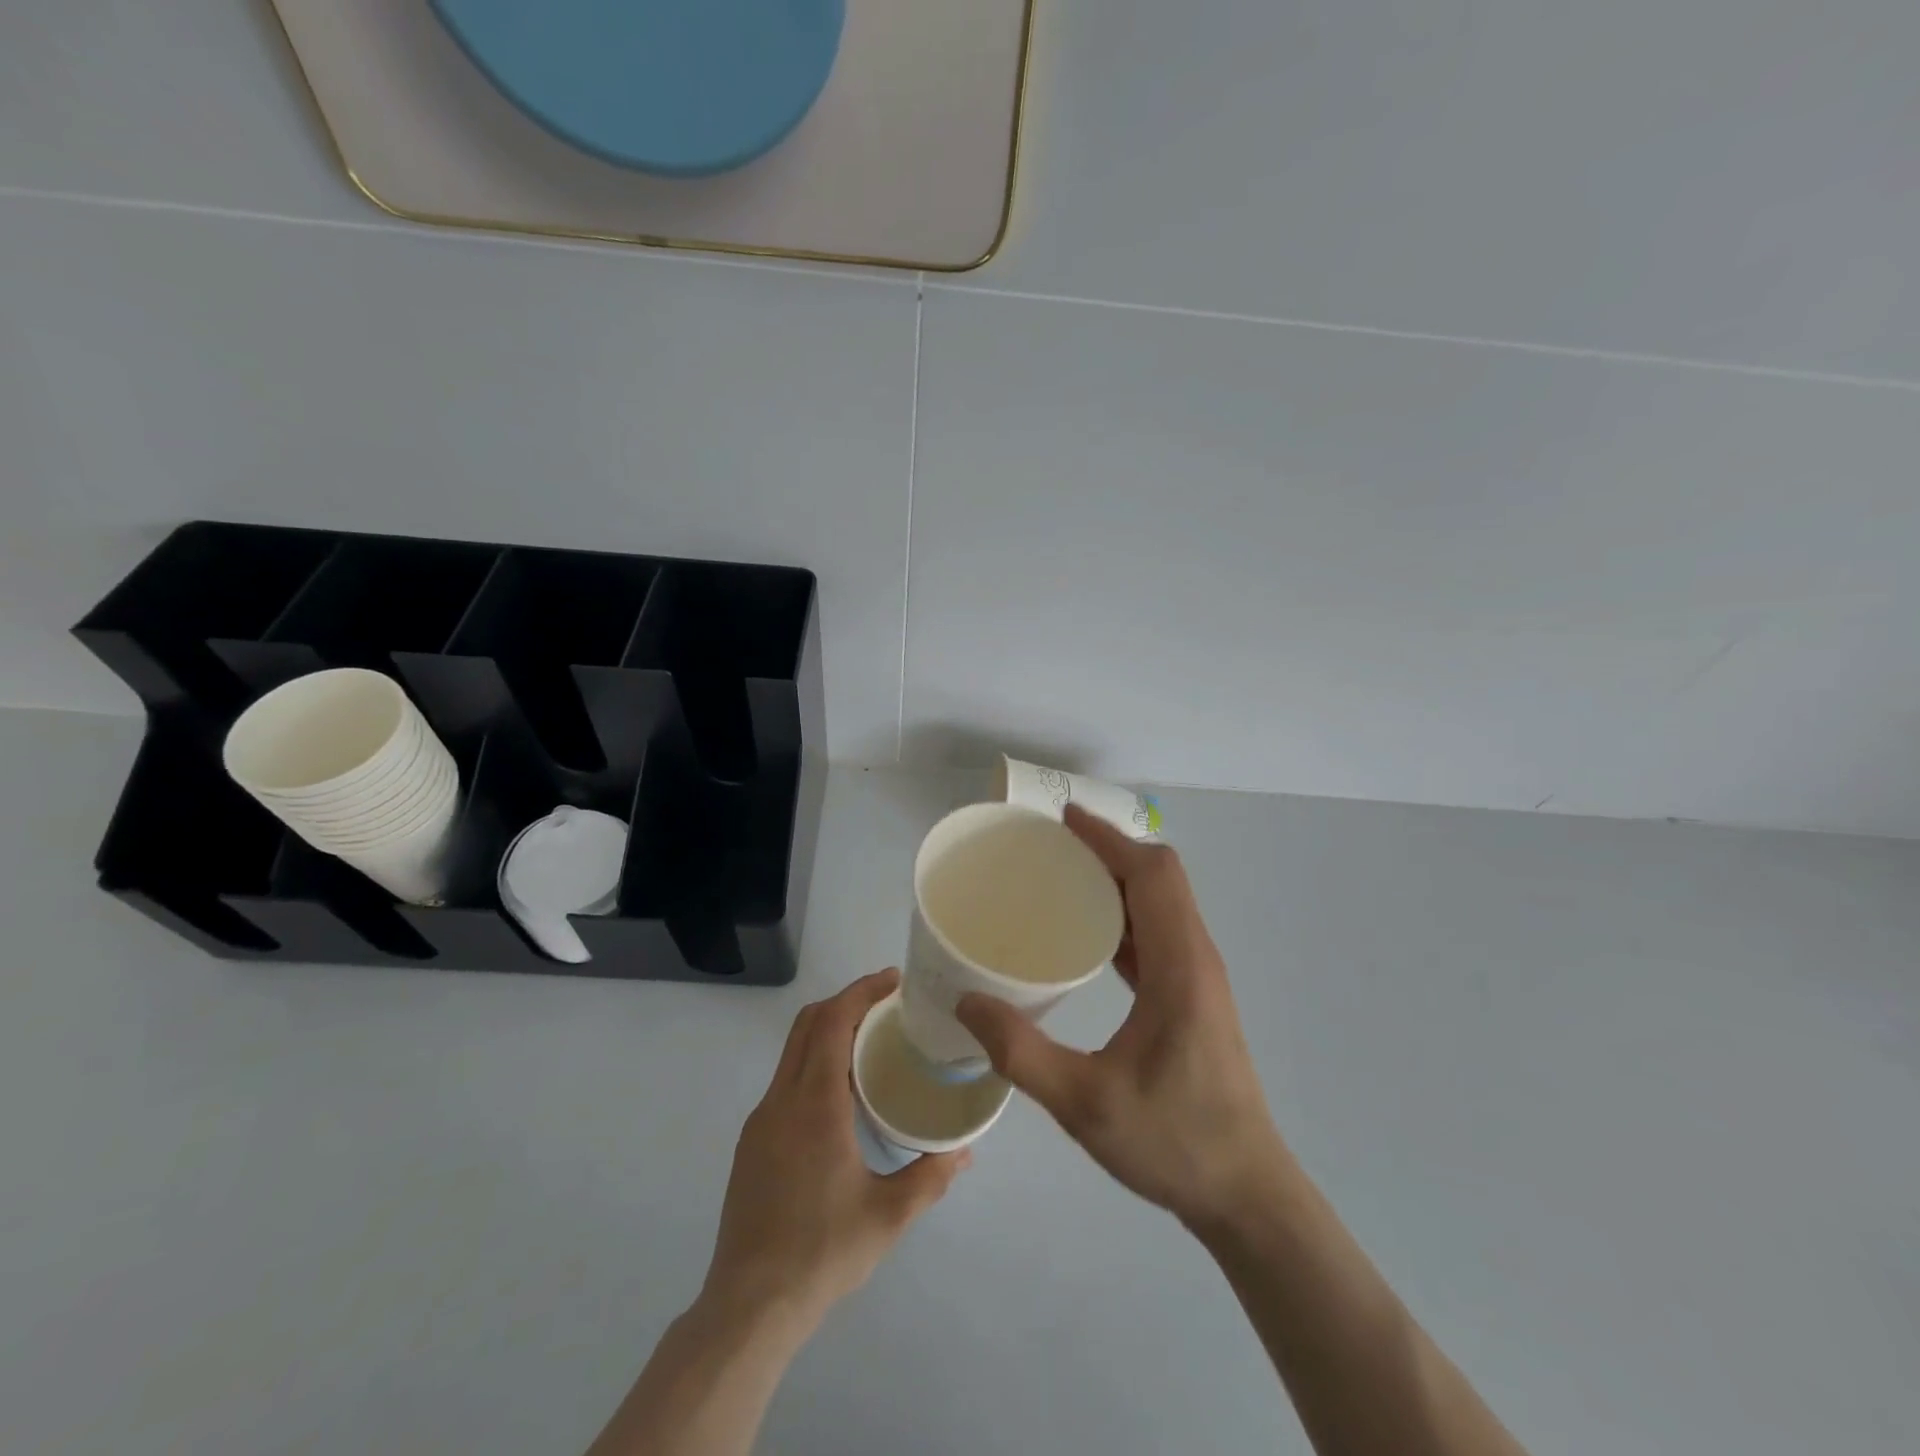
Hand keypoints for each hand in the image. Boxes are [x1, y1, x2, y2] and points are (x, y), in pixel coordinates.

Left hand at [701, 969, 969, 1332]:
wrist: (749, 1306)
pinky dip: (814, 1060)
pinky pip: (786, 1079)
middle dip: (847, 1000)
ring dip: (828, 1029)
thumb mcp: (888, 1216)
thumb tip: (965, 1150)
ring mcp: (761, 1120)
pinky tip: (841, 1092)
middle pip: (808, 1024)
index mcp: (815, 1105)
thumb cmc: (822, 1253)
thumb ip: (930, 1177)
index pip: (833, 1022)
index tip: (893, 979)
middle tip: (888, 1002)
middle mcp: (782, 1100)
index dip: (861, 991)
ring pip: (793, 1050)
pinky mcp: (753, 1141)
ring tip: (871, 1041)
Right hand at [956, 807, 1285, 1229]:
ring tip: (1060, 879)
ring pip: (1161, 903)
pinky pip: (1157, 933)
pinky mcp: (1192, 996)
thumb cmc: (1174, 1143)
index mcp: (1180, 968)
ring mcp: (1198, 977)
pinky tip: (1083, 934)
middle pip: (1160, 878)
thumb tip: (966, 1005)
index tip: (1063, 822)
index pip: (1153, 875)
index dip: (1109, 840)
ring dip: (1117, 880)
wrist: (1246, 1194)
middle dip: (1108, 851)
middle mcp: (1196, 959)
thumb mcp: (1085, 1104)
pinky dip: (1122, 915)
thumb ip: (1022, 1054)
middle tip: (1050, 848)